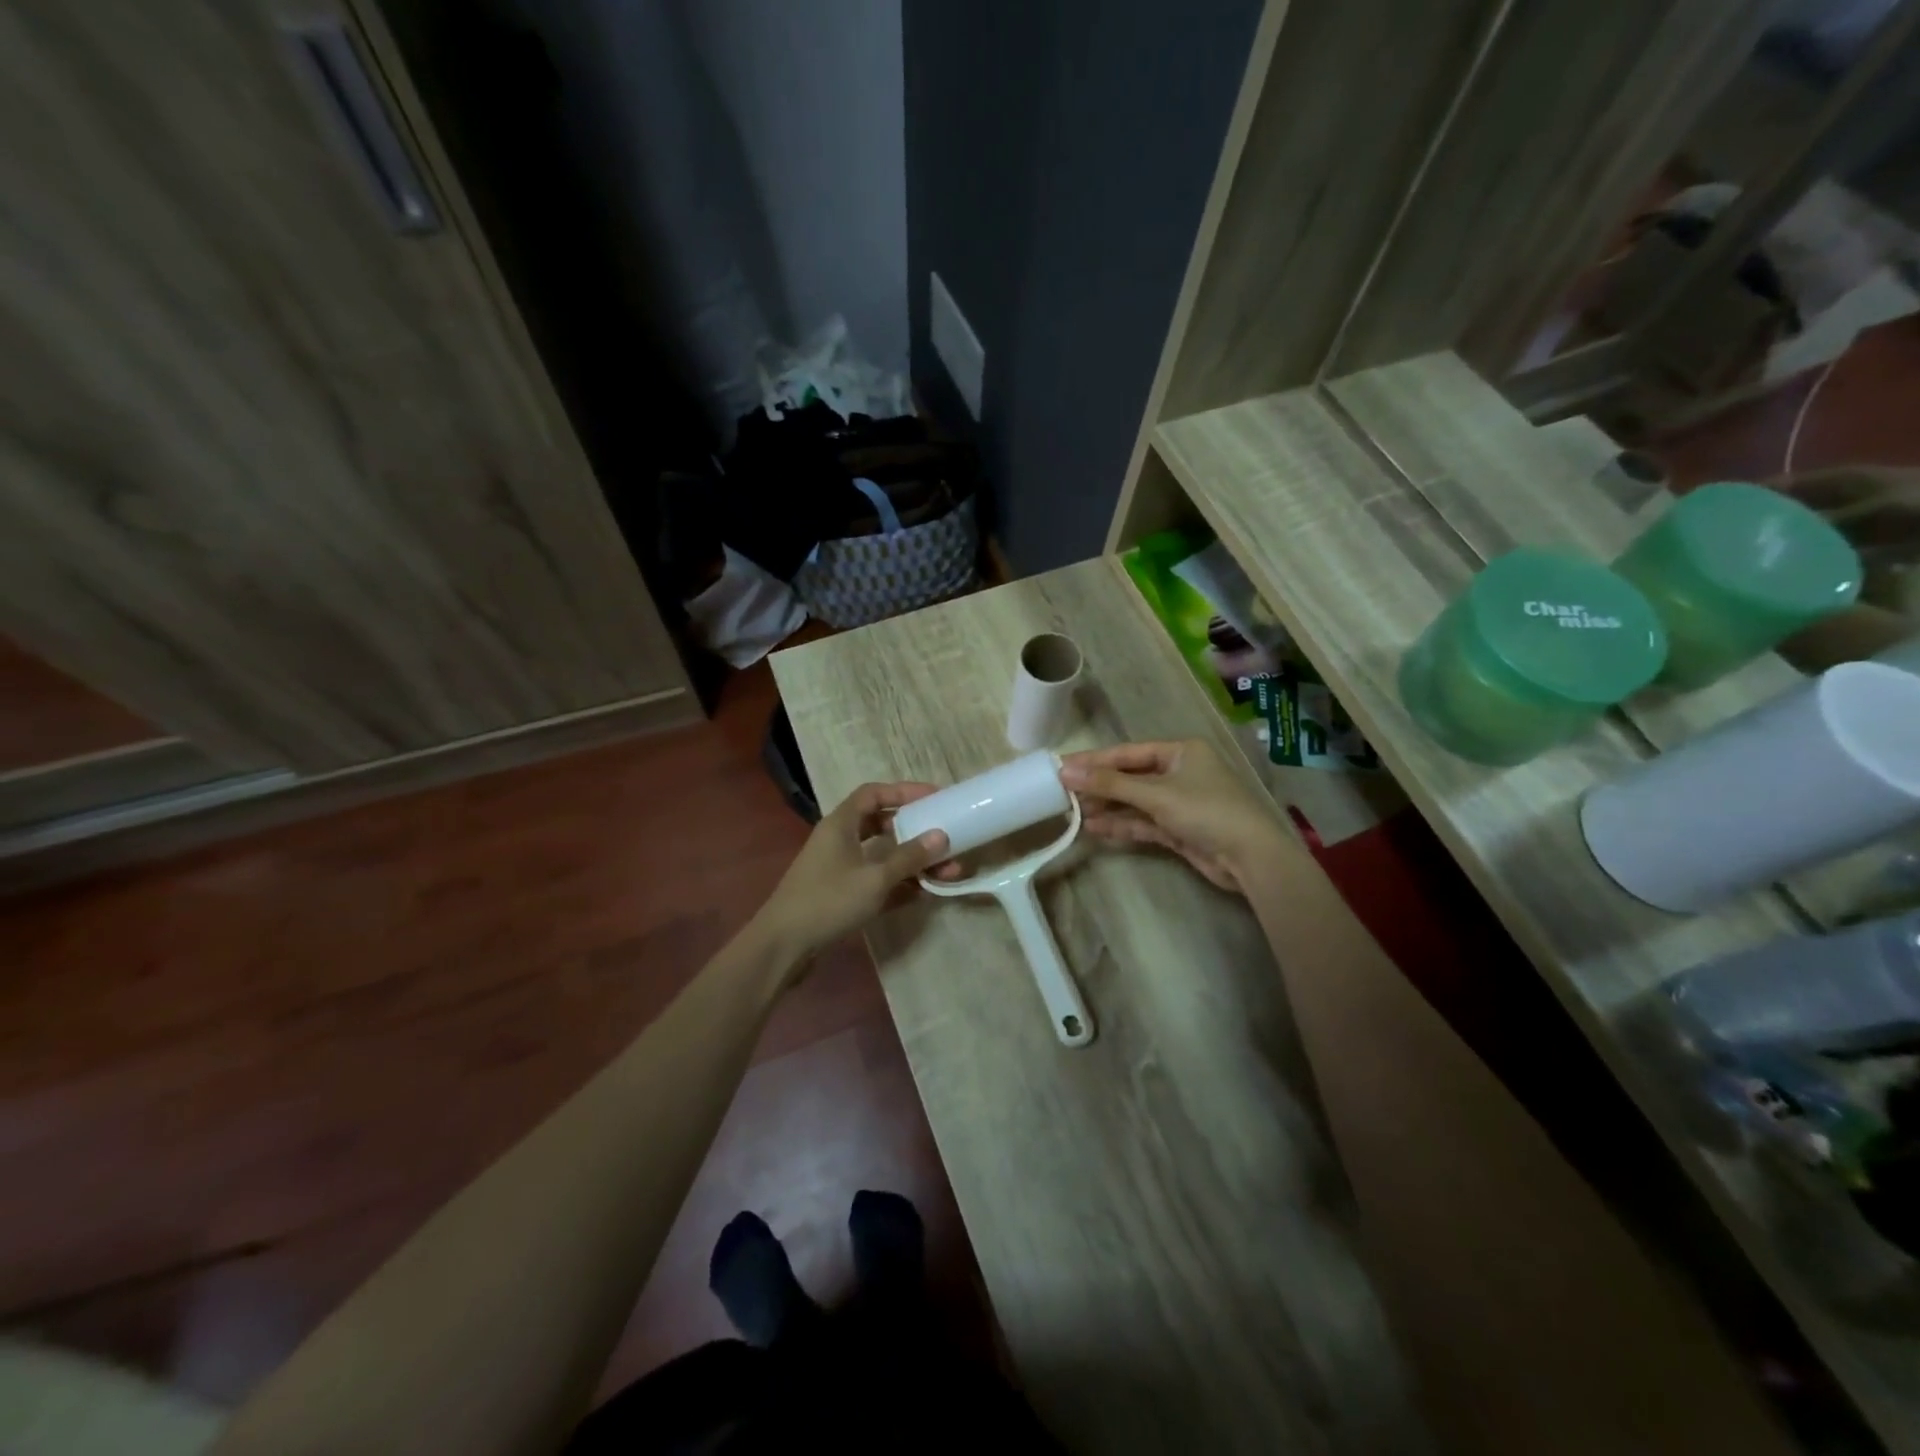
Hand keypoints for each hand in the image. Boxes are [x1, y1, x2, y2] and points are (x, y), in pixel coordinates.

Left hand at [754, 781, 951, 965]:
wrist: (783, 946)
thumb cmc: (828, 901)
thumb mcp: (874, 878)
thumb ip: (909, 857)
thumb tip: (941, 836)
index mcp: (841, 824)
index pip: (874, 793)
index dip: (904, 791)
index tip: (935, 797)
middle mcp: (840, 840)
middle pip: (882, 824)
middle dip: (916, 832)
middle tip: (945, 838)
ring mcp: (840, 868)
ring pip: (883, 856)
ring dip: (913, 862)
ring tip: (947, 873)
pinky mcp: (842, 894)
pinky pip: (877, 880)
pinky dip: (900, 883)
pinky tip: (925, 893)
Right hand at [1059, 739, 1288, 892]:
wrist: (1251, 857)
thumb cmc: (1206, 811)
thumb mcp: (1156, 794)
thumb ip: (1110, 784)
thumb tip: (1066, 771)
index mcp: (1181, 751)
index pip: (1128, 752)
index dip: (1094, 760)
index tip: (1062, 767)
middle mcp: (1180, 772)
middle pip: (1130, 776)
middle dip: (1099, 786)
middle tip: (1063, 792)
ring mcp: (1180, 802)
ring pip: (1135, 801)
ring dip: (1107, 808)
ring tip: (1074, 813)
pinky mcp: (1179, 829)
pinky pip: (1143, 822)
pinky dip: (1122, 825)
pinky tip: (1095, 829)